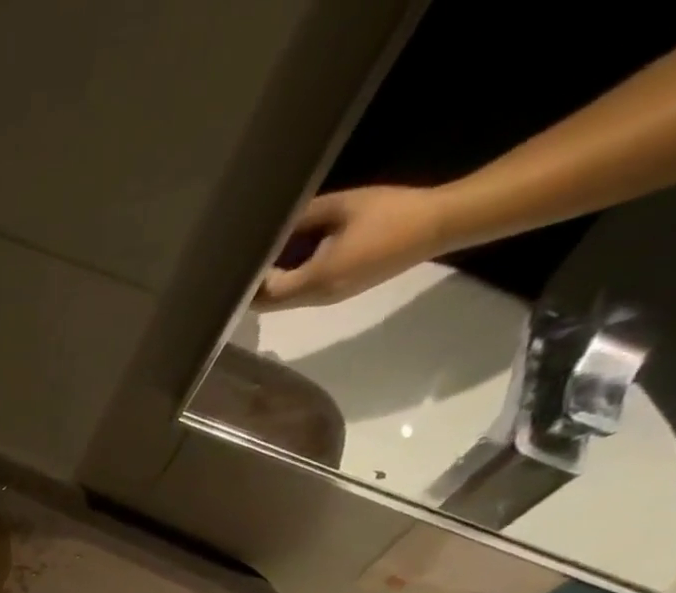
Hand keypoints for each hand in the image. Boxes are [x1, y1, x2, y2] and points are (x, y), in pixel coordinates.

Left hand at [254, 186, 451, 310]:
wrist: (438, 225)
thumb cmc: (391, 213)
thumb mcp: (344, 206)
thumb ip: (305, 216)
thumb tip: (273, 224)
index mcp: (316, 279)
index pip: (266, 294)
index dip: (249, 282)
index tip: (237, 263)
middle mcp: (316, 297)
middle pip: (271, 304)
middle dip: (254, 288)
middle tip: (243, 263)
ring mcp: (328, 299)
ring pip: (285, 301)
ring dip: (272, 286)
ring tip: (263, 258)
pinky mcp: (338, 293)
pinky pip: (303, 294)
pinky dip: (290, 282)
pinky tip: (289, 259)